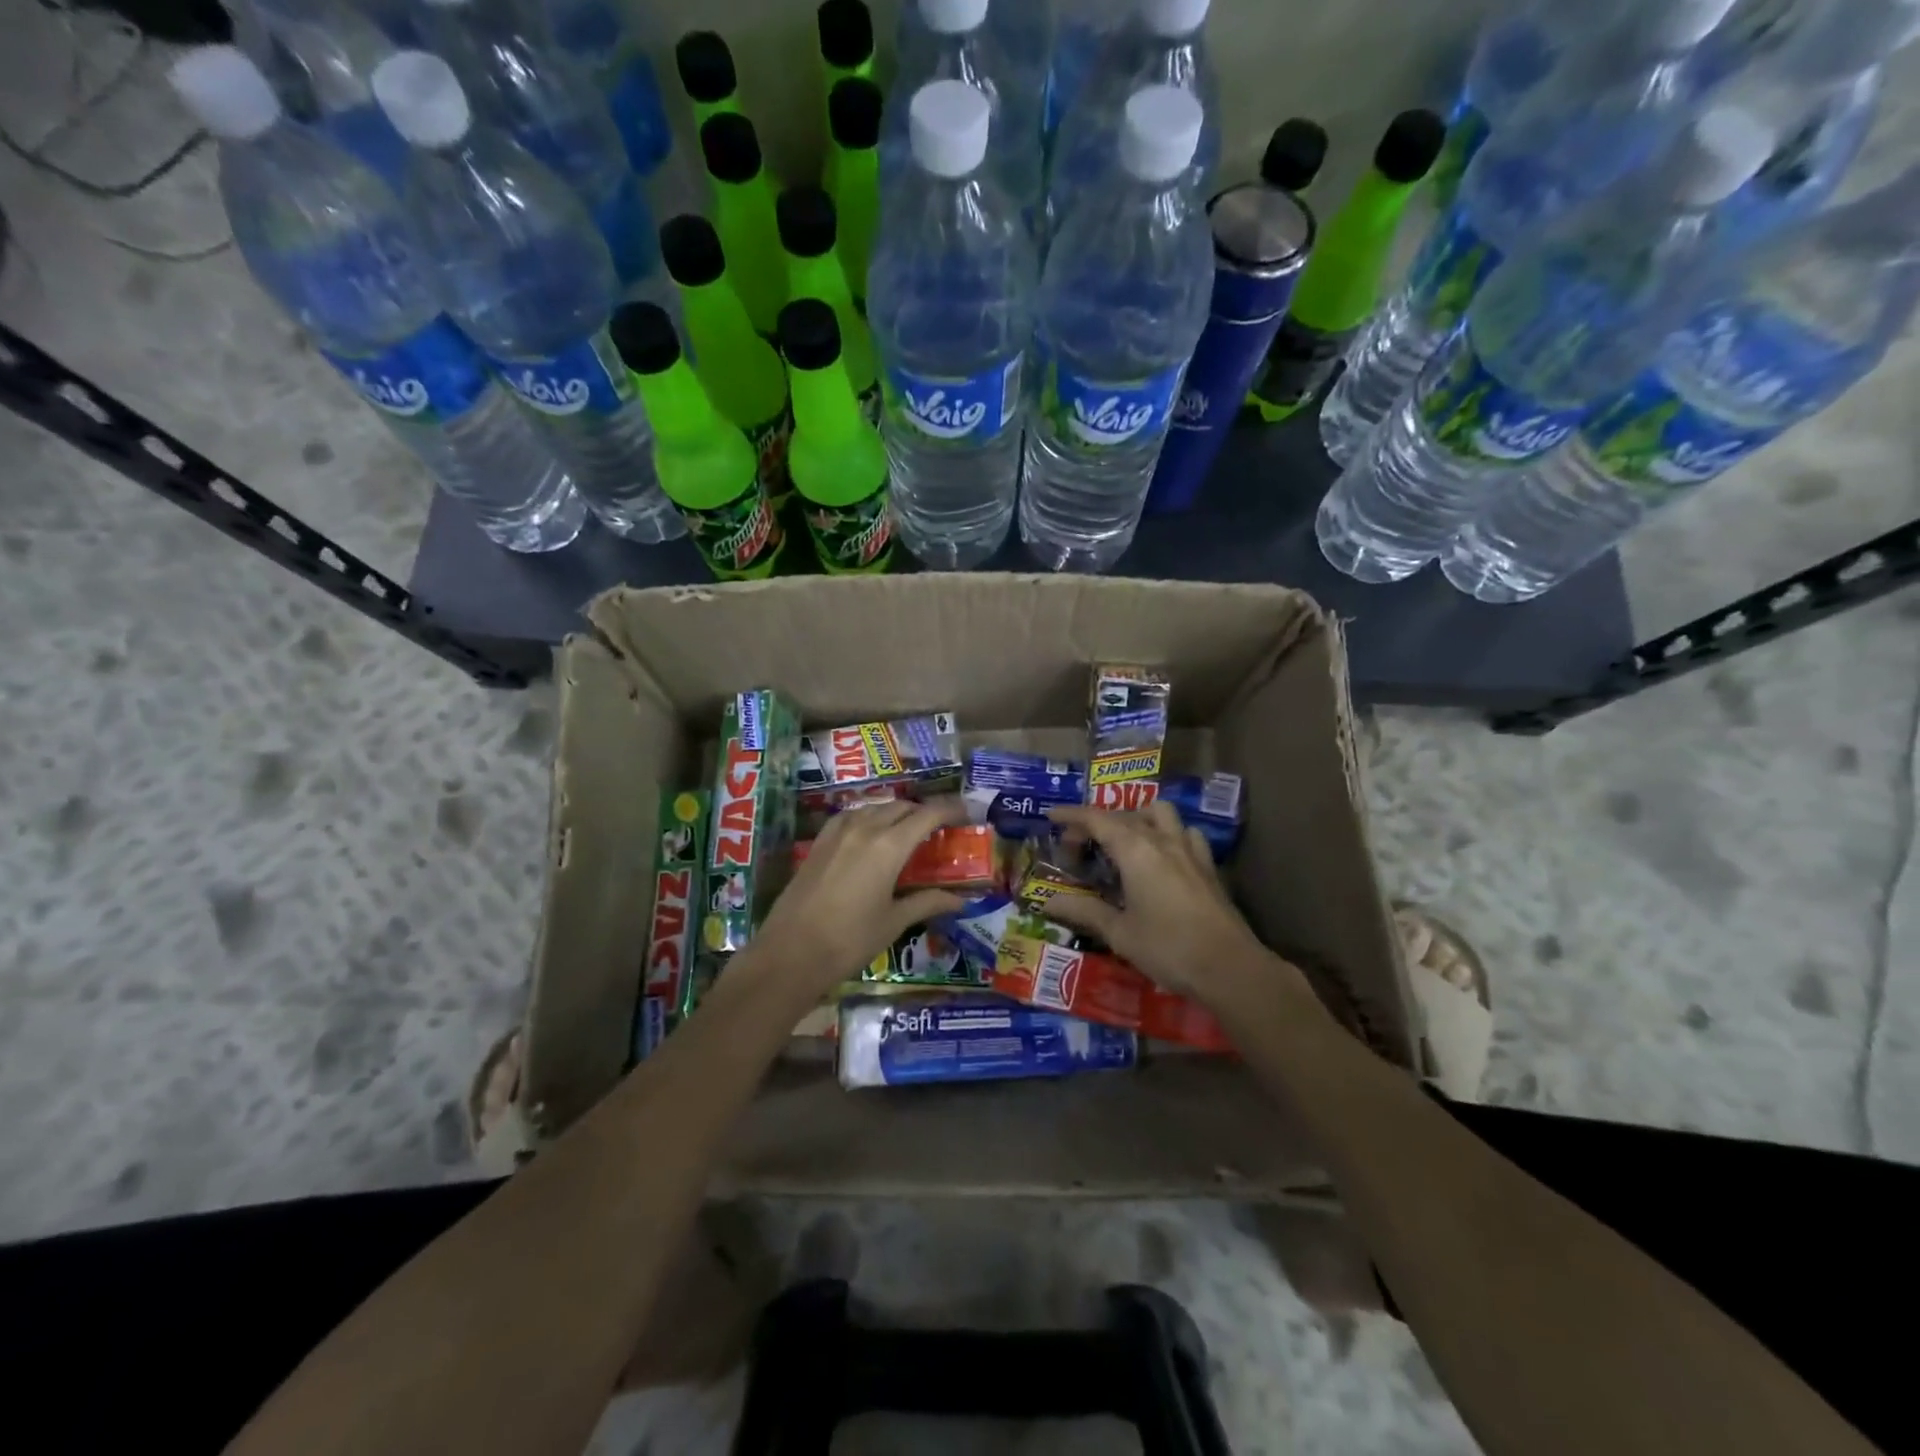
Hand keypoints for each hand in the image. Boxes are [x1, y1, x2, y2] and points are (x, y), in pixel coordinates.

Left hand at [750, 798, 969, 998]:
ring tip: (909, 831)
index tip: (967, 814)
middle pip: (902, 806)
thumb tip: (960, 900)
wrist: (790, 952)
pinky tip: (872, 835)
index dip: (950, 810)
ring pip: (876, 808)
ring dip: (897, 813)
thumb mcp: (894, 922)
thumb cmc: (849, 940)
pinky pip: (852, 816)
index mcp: (889, 845)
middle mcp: (865, 828)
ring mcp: (838, 832)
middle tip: (941, 828)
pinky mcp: (819, 842)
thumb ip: (927, 903)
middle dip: (925, 812)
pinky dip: (870, 818)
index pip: (928, 814)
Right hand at [1043, 802, 1273, 1002]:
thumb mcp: (1119, 933)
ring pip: (1161, 814)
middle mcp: (1162, 840)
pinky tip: (1163, 856)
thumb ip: (1083, 912)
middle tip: (1079, 845)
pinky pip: (1185, 834)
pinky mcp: (1208, 867)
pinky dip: (1167, 834)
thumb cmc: (1168, 948)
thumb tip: (1047, 902)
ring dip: (1137, 817)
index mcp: (1136, 850)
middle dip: (1097, 822)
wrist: (1230, 967)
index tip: (1051, 815)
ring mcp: (1189, 851)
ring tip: (1123, 839)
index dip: (1072, 815)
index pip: (1097, 819)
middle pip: (1125, 815)